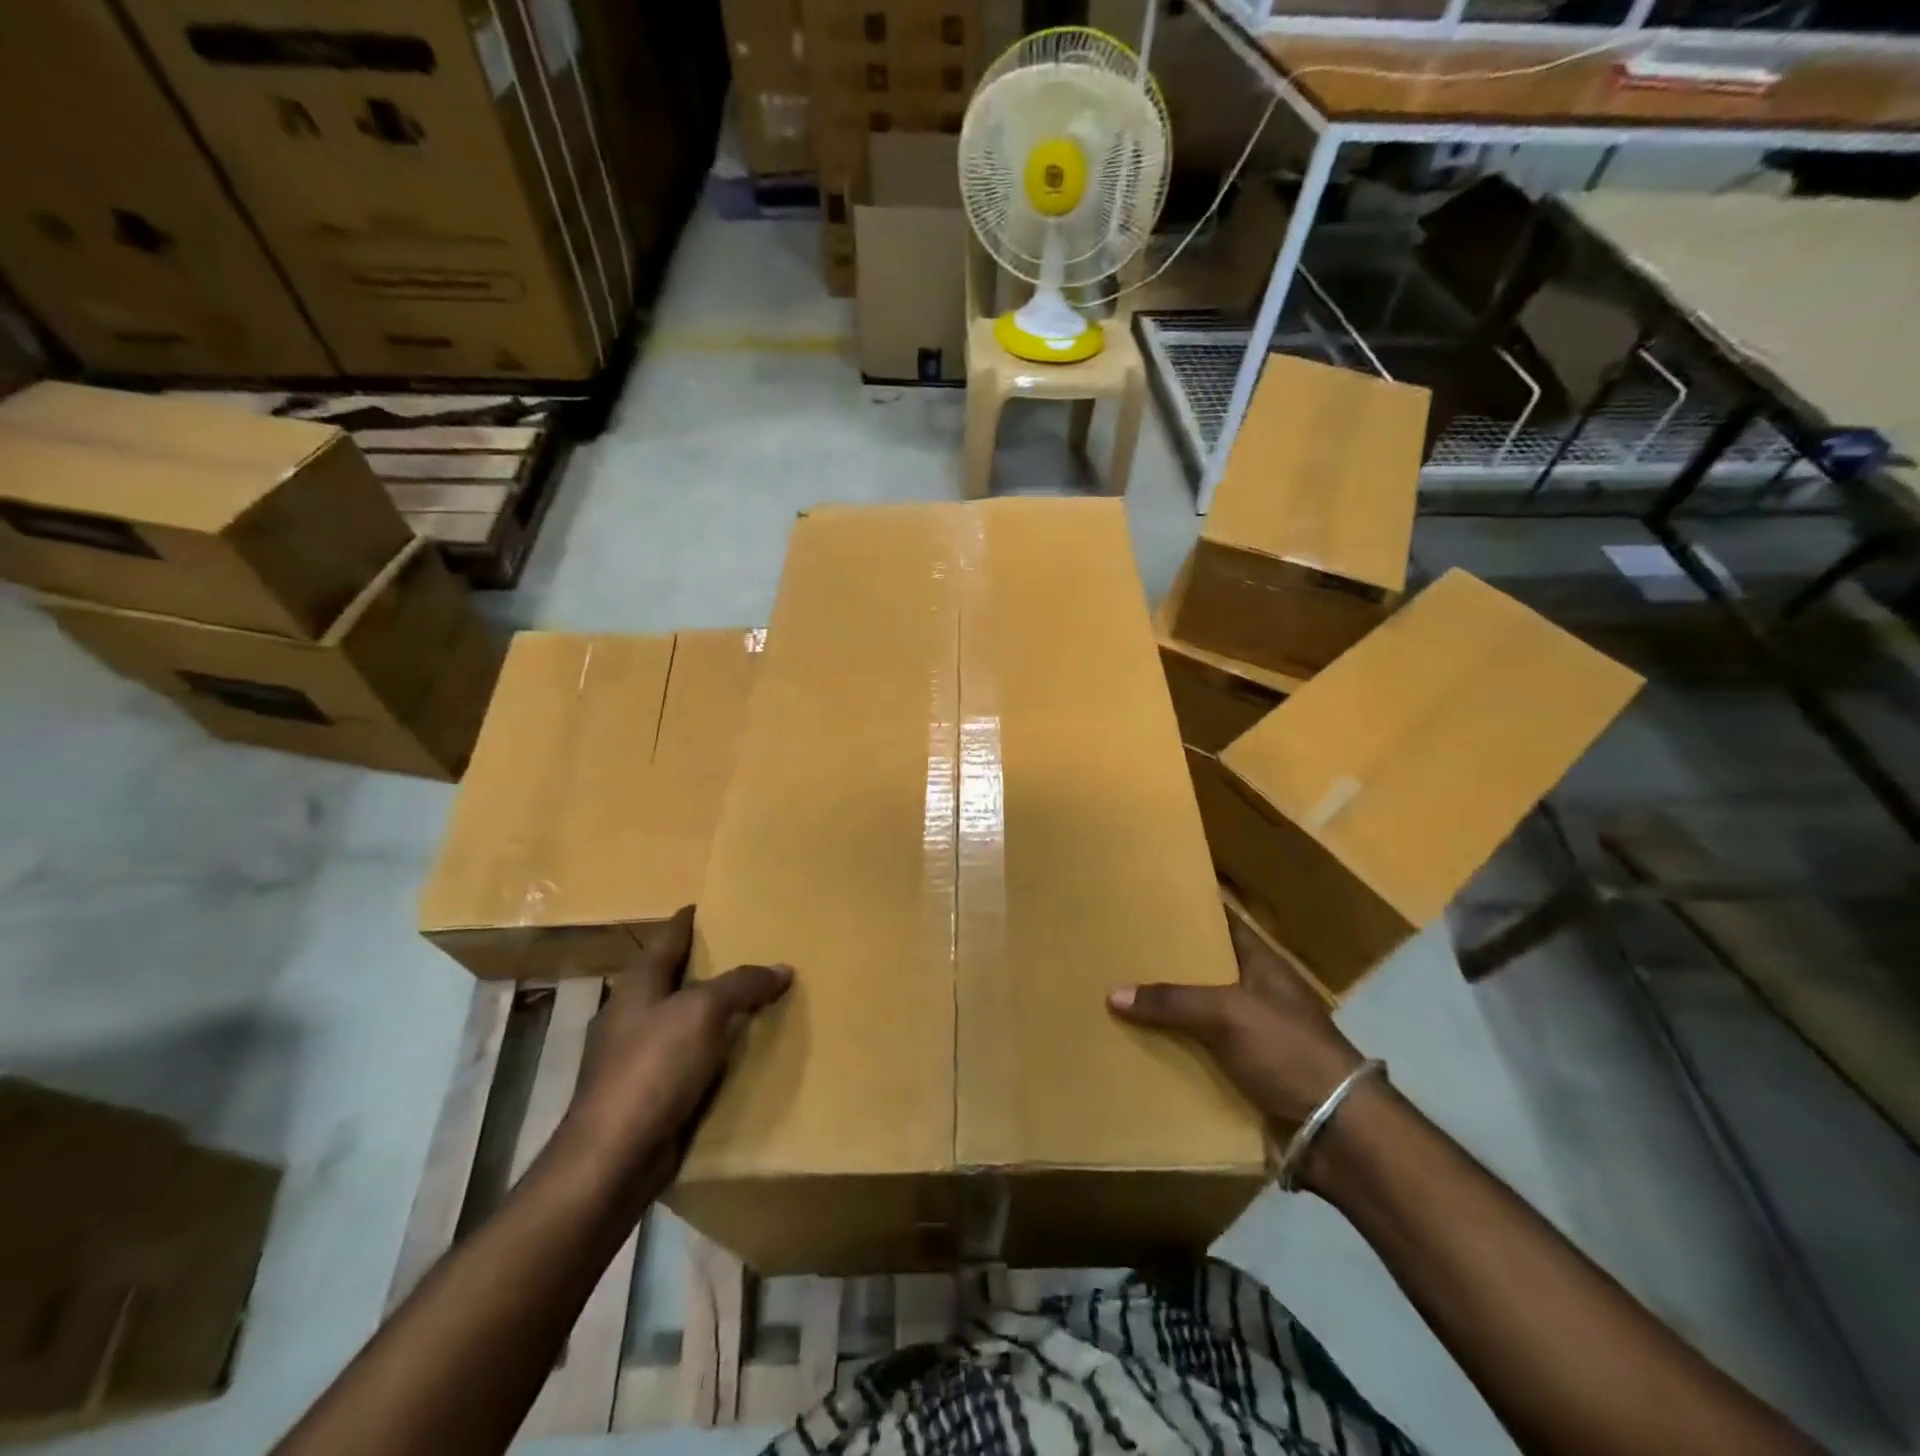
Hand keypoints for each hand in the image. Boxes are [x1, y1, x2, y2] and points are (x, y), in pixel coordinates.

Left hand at [556, 906, 790, 1205]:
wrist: (613, 1157)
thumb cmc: (653, 1067)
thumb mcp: (704, 1011)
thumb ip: (743, 983)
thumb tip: (781, 968)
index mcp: (638, 983)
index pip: (669, 937)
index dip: (691, 919)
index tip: (717, 905)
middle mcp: (633, 1012)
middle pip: (676, 976)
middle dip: (710, 964)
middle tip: (754, 949)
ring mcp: (636, 1054)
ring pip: (684, 1018)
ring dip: (715, 1009)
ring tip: (757, 997)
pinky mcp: (648, 1091)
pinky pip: (689, 1056)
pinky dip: (713, 1047)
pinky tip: (740, 1050)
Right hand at [1107, 911, 1365, 1138]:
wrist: (1336, 1132)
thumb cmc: (1288, 1050)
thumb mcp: (1228, 1014)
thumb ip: (1172, 1001)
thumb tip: (1113, 993)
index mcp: (1262, 965)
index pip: (1224, 925)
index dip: (1193, 912)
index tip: (1152, 904)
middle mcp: (1256, 994)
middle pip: (1205, 972)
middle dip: (1168, 965)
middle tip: (1120, 951)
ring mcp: (1252, 1036)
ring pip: (1198, 1015)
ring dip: (1167, 1013)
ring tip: (1117, 997)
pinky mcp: (1245, 1074)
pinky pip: (1200, 1055)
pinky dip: (1175, 1053)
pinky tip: (1138, 1048)